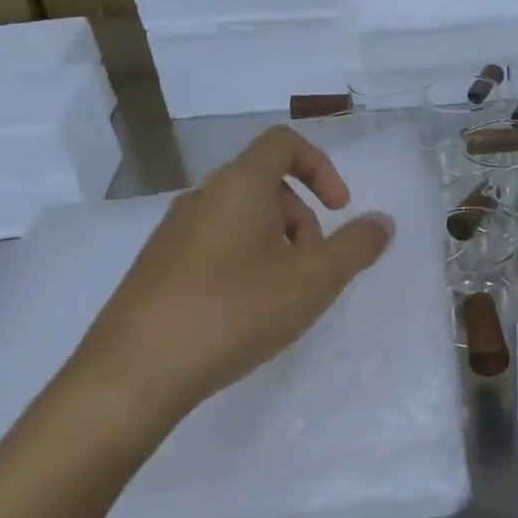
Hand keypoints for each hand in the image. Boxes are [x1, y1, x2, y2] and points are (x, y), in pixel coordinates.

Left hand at [62, 126, 393, 430]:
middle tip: (313, 269)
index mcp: (240, 185)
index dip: (321, 167)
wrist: (133, 374)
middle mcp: (203, 196)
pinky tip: (243, 313)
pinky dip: (243, 262)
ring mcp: (173, 231)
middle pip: (266, 184)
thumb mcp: (314, 281)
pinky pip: (214, 244)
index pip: (284, 142)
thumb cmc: (234, 312)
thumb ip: (356, 247)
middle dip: (303, 220)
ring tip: (281, 297)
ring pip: (241, 218)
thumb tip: (383, 221)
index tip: (340, 209)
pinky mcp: (157, 266)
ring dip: (276, 244)